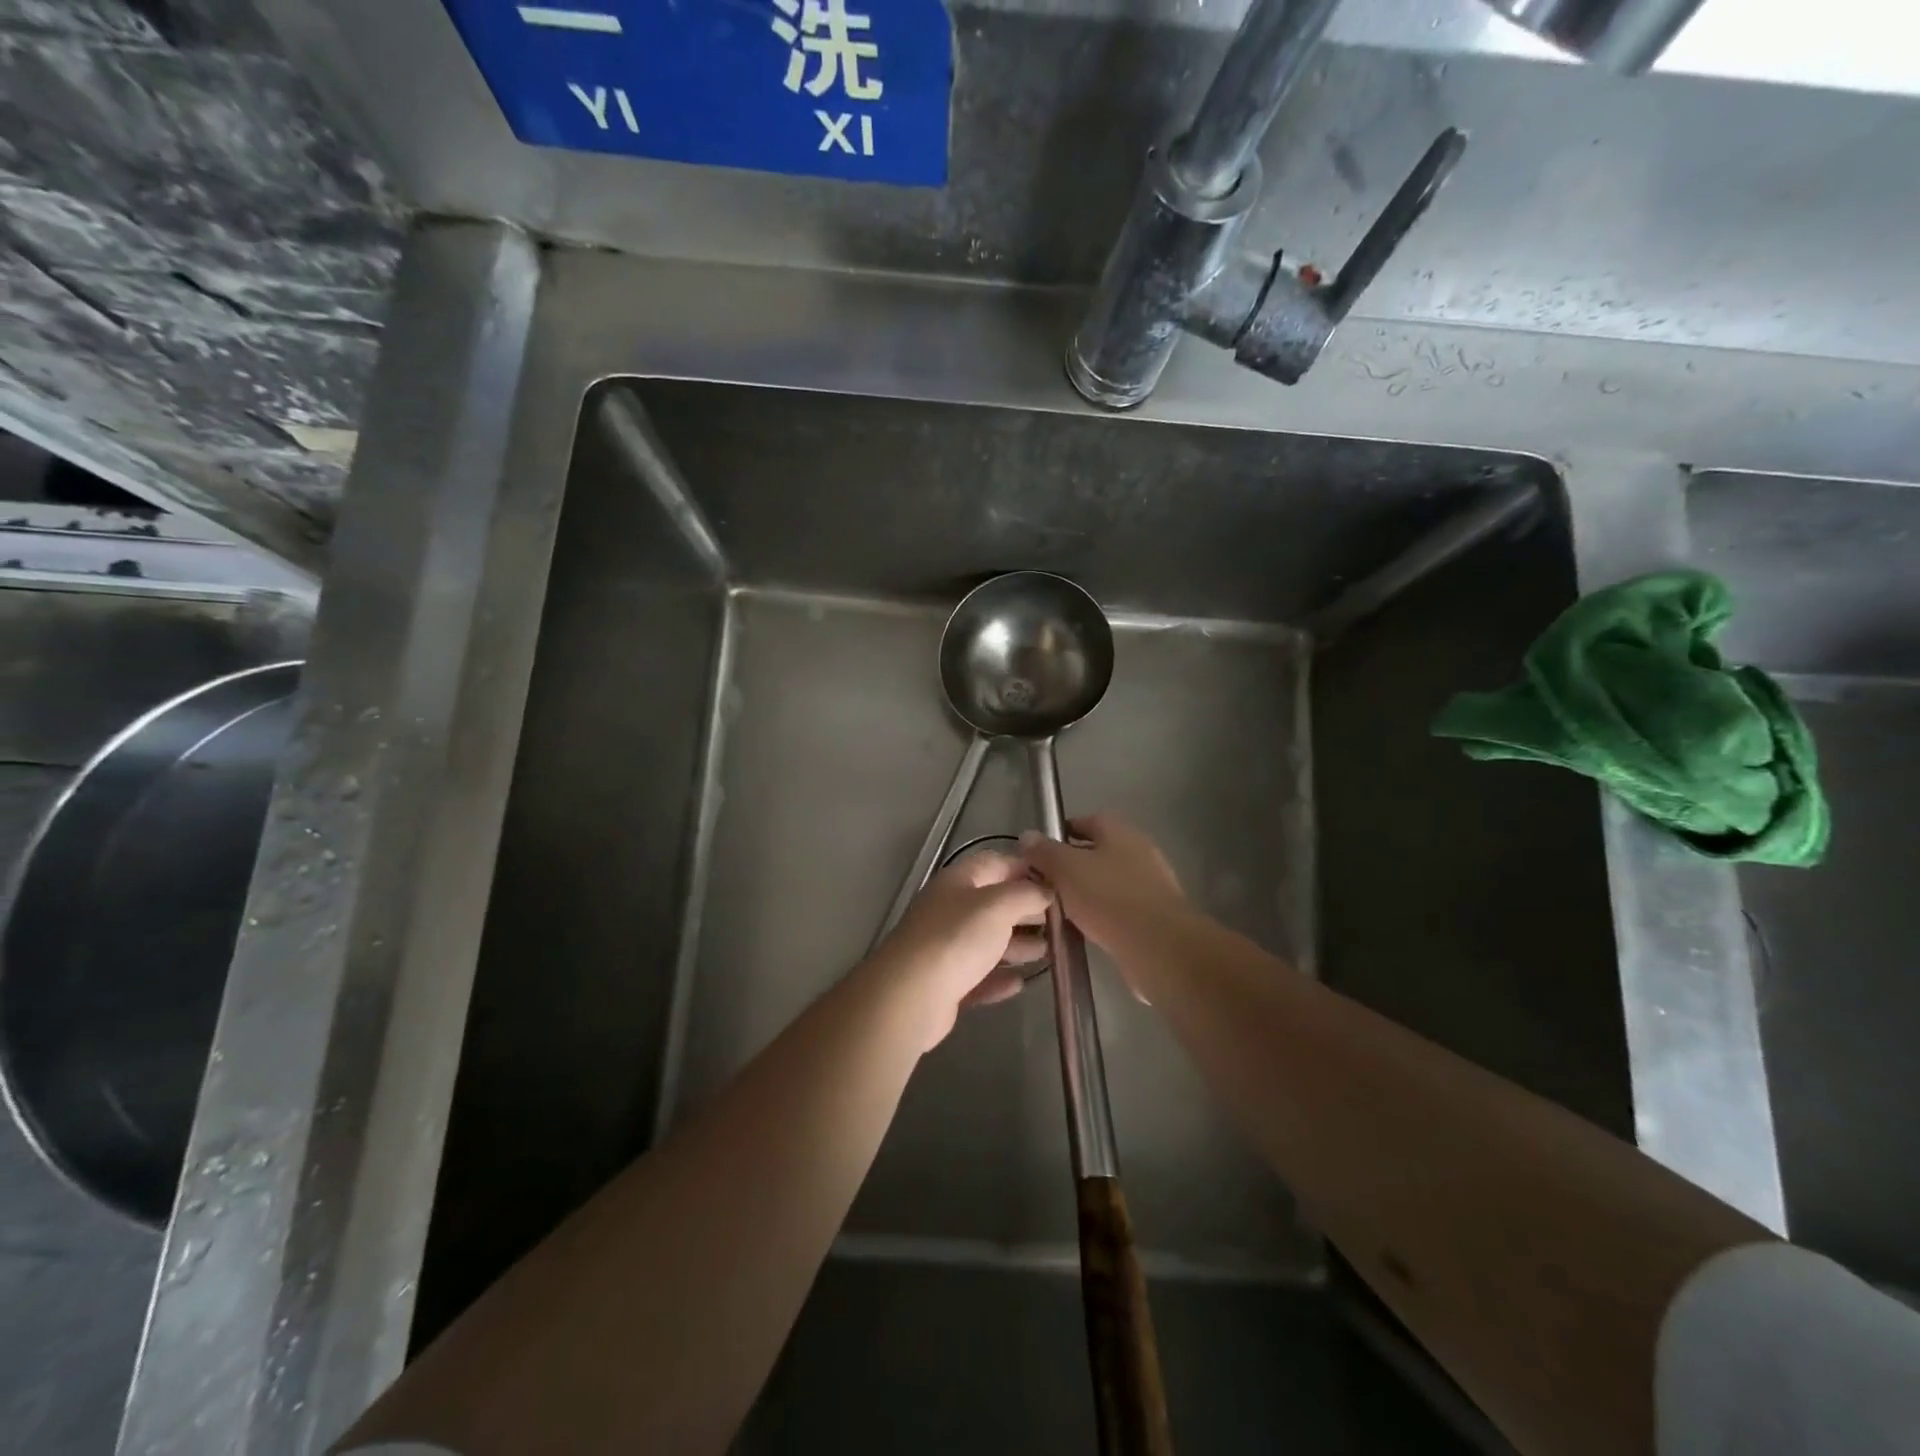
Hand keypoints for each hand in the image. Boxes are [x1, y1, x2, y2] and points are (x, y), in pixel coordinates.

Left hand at [863, 852, 1050, 1051]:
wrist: (910, 995)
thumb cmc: (957, 938)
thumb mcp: (998, 905)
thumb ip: (1026, 893)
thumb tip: (1045, 890)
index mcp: (959, 881)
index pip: (996, 863)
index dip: (1026, 869)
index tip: (1057, 883)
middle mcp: (950, 909)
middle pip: (993, 903)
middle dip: (1026, 911)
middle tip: (1059, 922)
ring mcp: (944, 947)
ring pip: (987, 941)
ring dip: (1017, 946)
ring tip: (1048, 953)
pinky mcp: (944, 983)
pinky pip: (978, 976)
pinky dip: (998, 977)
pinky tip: (1018, 983)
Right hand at [1019, 815, 1188, 963]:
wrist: (1160, 946)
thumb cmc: (1109, 898)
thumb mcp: (1066, 869)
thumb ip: (1044, 852)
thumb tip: (1028, 835)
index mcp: (1120, 832)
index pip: (1086, 821)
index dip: (1060, 833)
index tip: (1038, 852)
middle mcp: (1139, 851)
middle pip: (1097, 852)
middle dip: (1071, 866)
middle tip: (1044, 883)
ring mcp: (1151, 884)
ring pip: (1107, 882)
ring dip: (1085, 892)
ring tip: (1058, 910)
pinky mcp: (1155, 915)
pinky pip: (1119, 908)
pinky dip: (1101, 915)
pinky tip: (1084, 930)